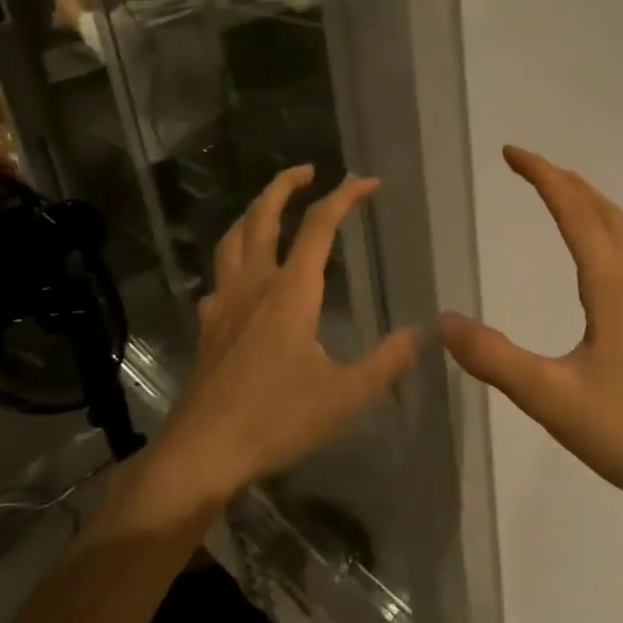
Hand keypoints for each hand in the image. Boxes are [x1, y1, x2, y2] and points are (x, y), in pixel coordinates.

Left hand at [151, 166, 418, 509]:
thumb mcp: (345, 396)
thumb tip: (418, 334)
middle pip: (263, 216)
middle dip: (284, 185)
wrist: (204, 451)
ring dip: (253, 213)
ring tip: (270, 209)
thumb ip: (385, 362)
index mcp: (291, 292)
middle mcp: (255, 285)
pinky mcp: (208, 326)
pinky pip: (220, 277)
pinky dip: (234, 260)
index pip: (320, 226)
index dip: (345, 196)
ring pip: (233, 239)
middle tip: (307, 171)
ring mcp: (225, 303)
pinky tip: (242, 279)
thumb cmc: (277, 419)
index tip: (368, 182)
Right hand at [440, 147, 622, 528]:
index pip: (574, 213)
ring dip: (588, 204)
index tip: (510, 152)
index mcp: (613, 287)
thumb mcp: (552, 398)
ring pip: (621, 234)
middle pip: (604, 213)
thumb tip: (443, 320)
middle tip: (527, 166)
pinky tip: (594, 263)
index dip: (542, 177)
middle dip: (565, 182)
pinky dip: (603, 234)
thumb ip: (495, 359)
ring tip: (558, 196)